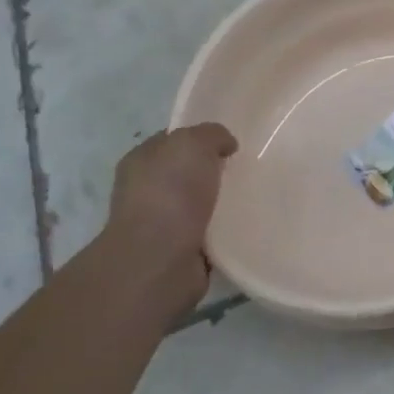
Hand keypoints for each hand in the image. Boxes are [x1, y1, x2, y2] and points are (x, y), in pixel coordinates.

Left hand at [105, 124, 236, 302]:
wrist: (159, 259)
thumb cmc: (171, 192)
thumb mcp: (193, 143)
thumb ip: (212, 134)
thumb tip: (226, 146)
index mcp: (141, 160)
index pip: (173, 140)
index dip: (201, 138)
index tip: (231, 143)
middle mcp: (146, 191)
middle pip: (188, 173)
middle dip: (215, 171)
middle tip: (247, 169)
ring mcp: (161, 224)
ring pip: (200, 204)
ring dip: (222, 203)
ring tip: (253, 197)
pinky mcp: (180, 252)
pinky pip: (209, 232)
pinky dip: (225, 230)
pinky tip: (244, 224)